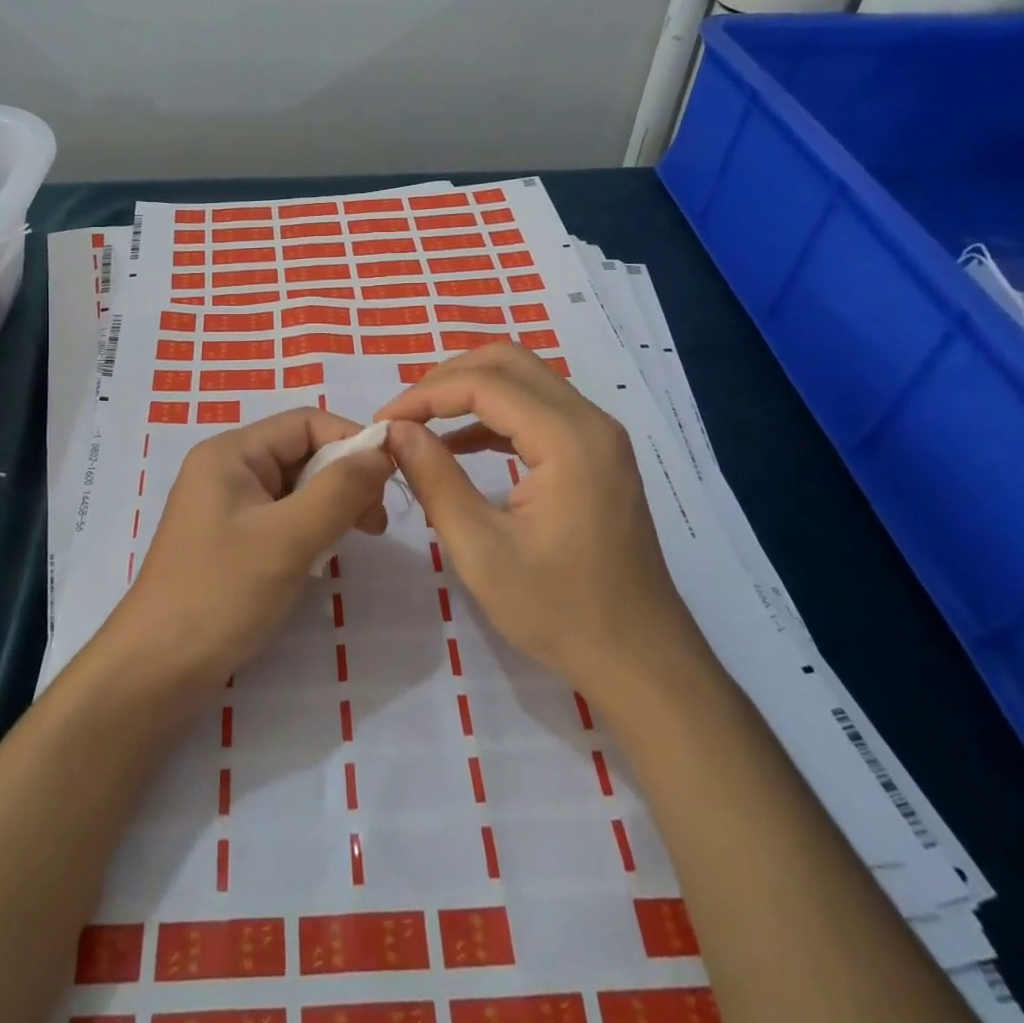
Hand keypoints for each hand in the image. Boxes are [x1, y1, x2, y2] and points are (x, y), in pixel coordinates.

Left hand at [110, 408, 393, 692]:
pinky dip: (311, 529)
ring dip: (332, 506)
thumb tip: (382, 451)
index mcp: (231, 453)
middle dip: (345, 478)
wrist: (157, 670)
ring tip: (360, 537)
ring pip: (296, 488)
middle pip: (301, 452)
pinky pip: (283, 517)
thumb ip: (340, 490)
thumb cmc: (221, 594)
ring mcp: (228, 506)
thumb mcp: (288, 538)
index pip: (305, 423)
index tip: (391, 476)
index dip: (351, 441)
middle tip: (377, 521)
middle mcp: (227, 469)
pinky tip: (324, 556)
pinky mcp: (232, 540)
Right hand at [377, 344, 707, 703]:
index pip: (484, 384)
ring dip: (469, 392)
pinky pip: (538, 411)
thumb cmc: (559, 611)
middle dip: (447, 379)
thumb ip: (435, 480)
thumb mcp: (481, 550)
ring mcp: (599, 436)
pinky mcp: (596, 455)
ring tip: (421, 425)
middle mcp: (590, 421)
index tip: (382, 423)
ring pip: (525, 381)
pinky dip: (494, 416)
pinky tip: (460, 446)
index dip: (425, 395)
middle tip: (404, 415)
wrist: (640, 659)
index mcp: (568, 439)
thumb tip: (396, 431)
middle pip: (509, 362)